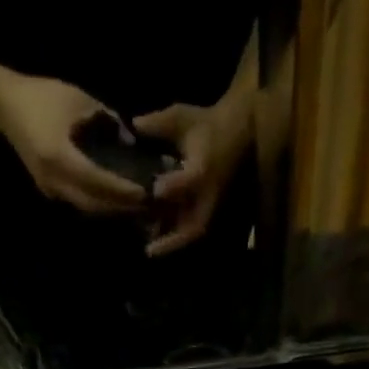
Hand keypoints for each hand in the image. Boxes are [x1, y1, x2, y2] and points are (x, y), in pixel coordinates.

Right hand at [0, 75, 148, 214]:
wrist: (6, 105)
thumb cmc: (43, 96)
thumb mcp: (78, 99)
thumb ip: (106, 120)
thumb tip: (129, 141)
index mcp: (59, 155)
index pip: (96, 180)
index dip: (120, 189)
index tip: (143, 192)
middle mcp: (54, 180)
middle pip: (92, 204)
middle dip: (118, 206)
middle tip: (144, 205)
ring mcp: (49, 189)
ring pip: (85, 207)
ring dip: (108, 209)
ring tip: (132, 205)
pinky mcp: (49, 190)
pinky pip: (77, 202)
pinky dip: (96, 203)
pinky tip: (112, 199)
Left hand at [134, 93, 252, 256]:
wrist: (234, 133)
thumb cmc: (206, 124)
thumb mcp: (182, 117)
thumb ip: (158, 123)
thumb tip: (133, 125)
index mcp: (204, 165)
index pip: (191, 179)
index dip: (175, 185)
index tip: (156, 190)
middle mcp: (208, 192)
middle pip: (195, 224)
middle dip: (173, 239)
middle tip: (150, 250)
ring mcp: (209, 205)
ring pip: (192, 231)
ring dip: (172, 243)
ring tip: (150, 250)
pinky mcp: (208, 210)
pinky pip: (191, 229)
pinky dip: (175, 238)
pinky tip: (155, 242)